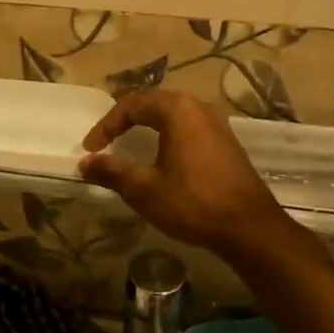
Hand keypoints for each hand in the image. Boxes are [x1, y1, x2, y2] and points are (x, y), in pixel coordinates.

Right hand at [79, 91, 300, 261]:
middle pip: (154, 103)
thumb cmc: (192, 202)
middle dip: (126, 120)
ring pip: (174, 115)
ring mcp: (218, 125)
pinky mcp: (227, 144)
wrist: (249, 228)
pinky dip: (168, 136)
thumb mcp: (143, 189)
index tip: (91, 149)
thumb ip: (111, 171)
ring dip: (148, 127)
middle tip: (107, 140)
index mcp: (178, 110)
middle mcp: (200, 108)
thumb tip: (85, 163)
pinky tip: (162, 158)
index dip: (106, 125)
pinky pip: (189, 129)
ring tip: (130, 144)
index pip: (132, 105)